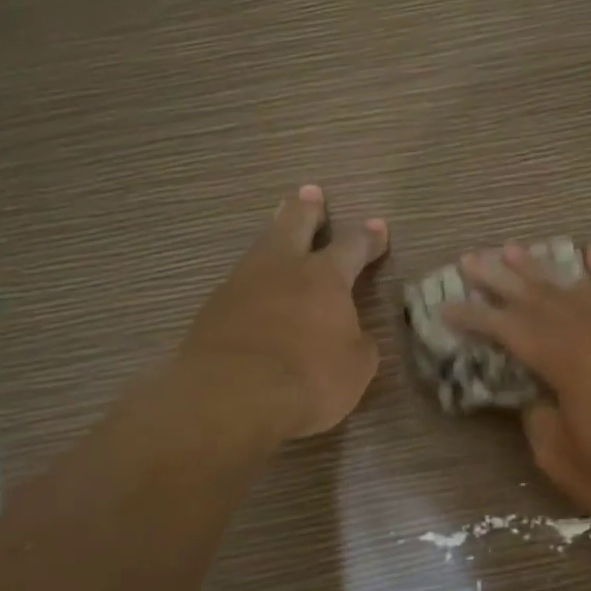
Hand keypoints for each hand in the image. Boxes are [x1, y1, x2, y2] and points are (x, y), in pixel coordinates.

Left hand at [180, 185, 388, 439]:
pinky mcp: (212, 309)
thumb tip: (350, 335)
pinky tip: (252, 289)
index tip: (378, 226)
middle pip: (295, 225)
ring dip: (273, 234)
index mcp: (325, 277)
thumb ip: (357, 343)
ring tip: (277, 227)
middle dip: (307, 209)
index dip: (368, 237)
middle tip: (310, 193)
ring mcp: (241, 285)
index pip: (352, 246)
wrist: (232, 396)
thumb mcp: (355, 368)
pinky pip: (238, 283)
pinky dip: (252, 281)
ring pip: (261, 248)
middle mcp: (282, 269)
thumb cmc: (309, 379)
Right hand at [441, 244, 590, 546]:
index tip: (446, 305)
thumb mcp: (559, 456)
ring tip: (514, 249)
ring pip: (576, 287)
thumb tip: (535, 392)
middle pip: (537, 297)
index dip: (474, 316)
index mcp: (566, 360)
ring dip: (542, 268)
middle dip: (500, 279)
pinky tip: (589, 255)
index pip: (508, 329)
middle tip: (471, 259)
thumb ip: (536, 415)